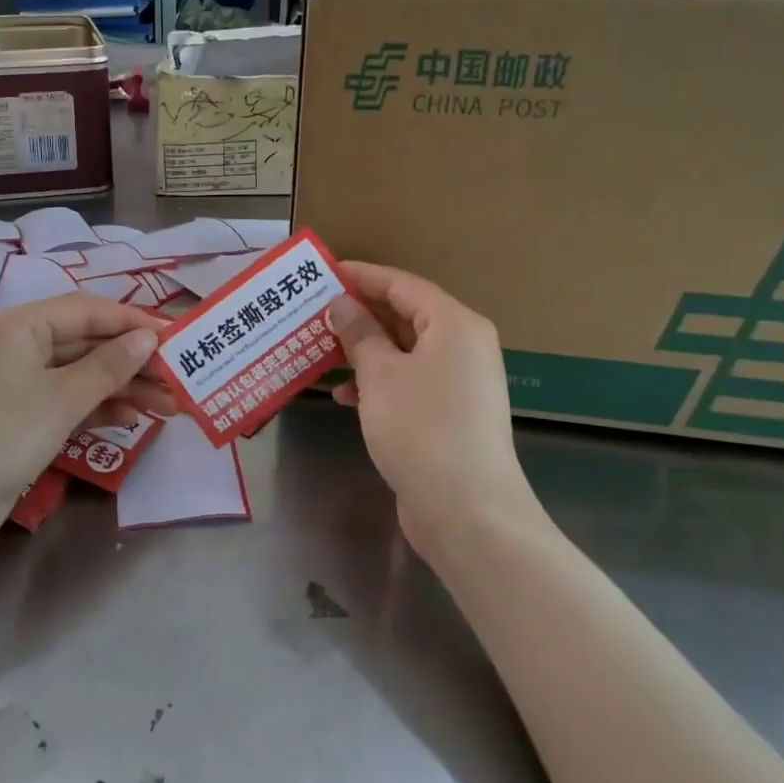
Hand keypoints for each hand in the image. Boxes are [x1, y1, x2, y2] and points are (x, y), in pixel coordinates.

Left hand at [0, 294, 176, 544]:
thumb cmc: (1, 436)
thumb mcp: (62, 398)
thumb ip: (109, 365)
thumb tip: (149, 337)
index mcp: (20, 325)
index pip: (88, 310)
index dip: (134, 321)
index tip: (176, 337)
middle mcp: (18, 346)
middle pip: (87, 342)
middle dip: (133, 360)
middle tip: (178, 377)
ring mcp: (17, 383)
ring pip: (81, 374)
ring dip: (122, 387)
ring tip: (169, 404)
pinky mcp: (20, 417)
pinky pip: (68, 400)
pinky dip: (98, 407)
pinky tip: (133, 418)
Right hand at [325, 262, 537, 560]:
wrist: (467, 510)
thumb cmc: (422, 428)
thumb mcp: (381, 374)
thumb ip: (359, 333)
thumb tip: (342, 303)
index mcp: (455, 324)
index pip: (402, 284)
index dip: (362, 276)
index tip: (325, 272)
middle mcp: (463, 346)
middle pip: (405, 315)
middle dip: (359, 314)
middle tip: (315, 311)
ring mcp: (459, 382)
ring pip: (404, 351)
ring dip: (364, 350)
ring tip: (321, 351)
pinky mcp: (450, 414)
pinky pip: (409, 381)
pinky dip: (378, 382)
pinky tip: (345, 396)